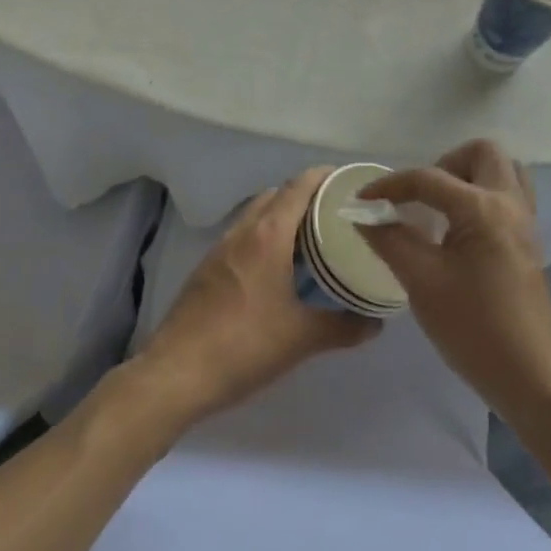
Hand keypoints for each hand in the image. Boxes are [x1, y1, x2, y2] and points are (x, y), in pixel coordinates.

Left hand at [135, 168, 379, 425]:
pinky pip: (242, 236)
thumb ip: (343, 327)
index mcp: (268, 235)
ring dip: (282, 216)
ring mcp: (219, 249)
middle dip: (306, 195)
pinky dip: (264, 236)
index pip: (298, 186)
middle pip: (276, 195)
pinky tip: (277, 267)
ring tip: (312, 237)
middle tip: (336, 212)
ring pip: (256, 215)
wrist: (176, 374)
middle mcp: (242, 231)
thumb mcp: (301, 338)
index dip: (324, 177)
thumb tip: (375, 325)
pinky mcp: (206, 269)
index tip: (348, 181)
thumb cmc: (244, 346)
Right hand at [357, 140, 550, 417]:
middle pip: (482, 152)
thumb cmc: (473, 328)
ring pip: (503, 170)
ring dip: (469, 176)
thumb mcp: (421, 282)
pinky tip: (460, 231)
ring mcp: (526, 222)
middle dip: (444, 164)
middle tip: (420, 199)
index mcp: (483, 208)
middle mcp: (510, 203)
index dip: (390, 185)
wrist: (530, 377)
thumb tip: (363, 214)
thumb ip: (390, 239)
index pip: (429, 178)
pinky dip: (484, 196)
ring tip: (441, 209)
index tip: (362, 200)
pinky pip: (511, 195)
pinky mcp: (530, 242)